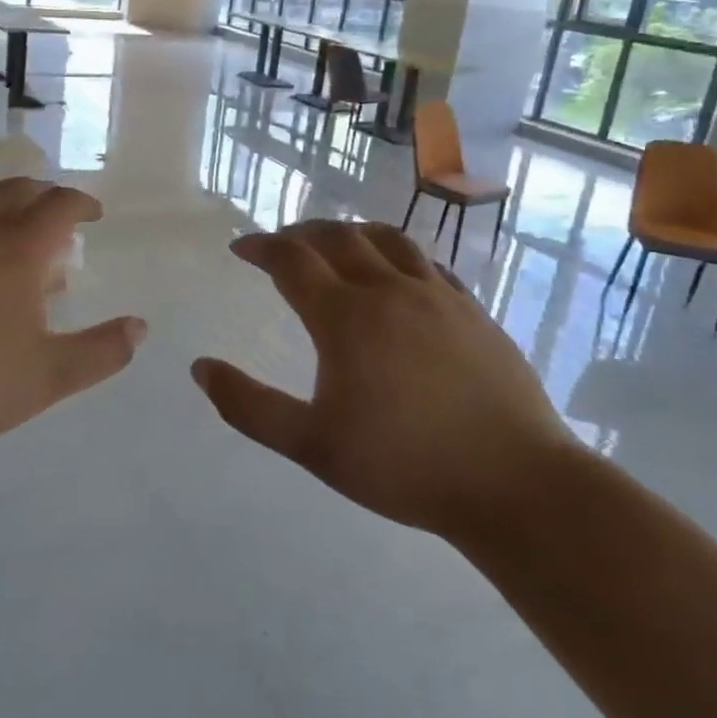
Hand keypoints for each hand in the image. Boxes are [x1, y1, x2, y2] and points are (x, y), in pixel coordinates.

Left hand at [0, 178, 146, 450]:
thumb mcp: (50, 376)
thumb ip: (103, 351)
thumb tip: (140, 328)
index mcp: (16, 248)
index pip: (58, 205)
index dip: (81, 203)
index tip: (92, 214)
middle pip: (14, 189)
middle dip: (42, 195)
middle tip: (53, 214)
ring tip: (2, 223)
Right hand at [191, 220, 570, 536]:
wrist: (516, 484)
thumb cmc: (403, 465)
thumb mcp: (311, 445)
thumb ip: (249, 406)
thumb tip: (200, 368)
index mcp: (346, 316)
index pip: (291, 260)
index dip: (261, 247)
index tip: (240, 248)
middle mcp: (390, 290)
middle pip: (337, 238)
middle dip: (300, 233)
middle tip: (280, 243)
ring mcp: (438, 296)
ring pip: (387, 239)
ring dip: (350, 232)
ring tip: (333, 243)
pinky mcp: (473, 311)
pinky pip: (427, 263)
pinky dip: (397, 254)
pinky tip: (397, 273)